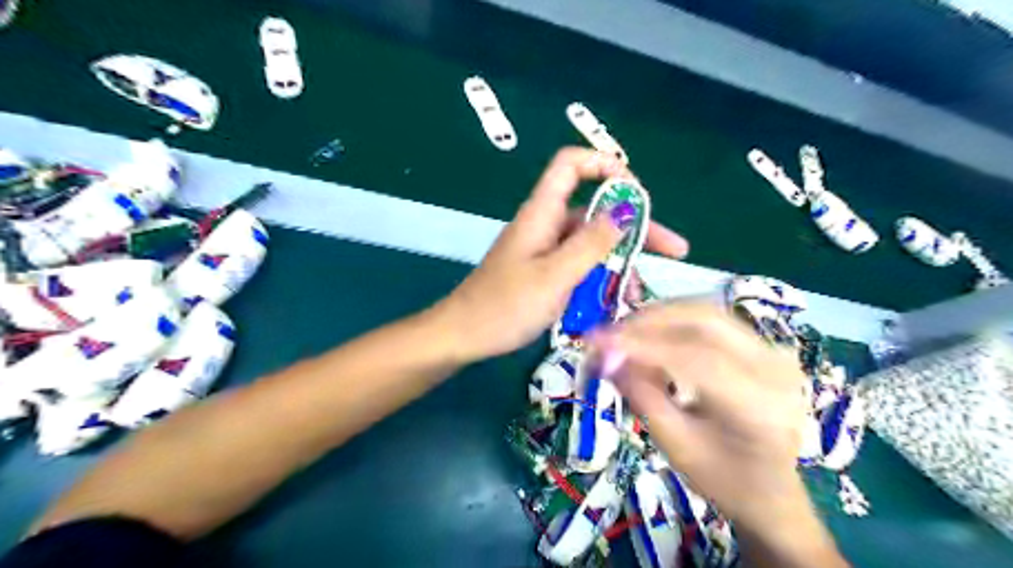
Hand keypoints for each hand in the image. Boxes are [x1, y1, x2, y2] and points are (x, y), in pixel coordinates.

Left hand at [435, 148, 688, 362]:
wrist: (464, 336)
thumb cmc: (505, 306)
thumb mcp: (554, 276)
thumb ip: (590, 244)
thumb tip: (623, 212)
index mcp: (542, 213)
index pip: (570, 165)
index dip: (604, 164)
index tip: (636, 192)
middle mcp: (545, 226)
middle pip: (594, 211)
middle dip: (635, 227)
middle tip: (673, 251)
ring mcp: (543, 251)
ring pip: (590, 244)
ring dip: (618, 261)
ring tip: (640, 291)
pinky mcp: (542, 273)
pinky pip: (578, 267)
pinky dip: (599, 278)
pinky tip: (616, 300)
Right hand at [586, 302, 847, 564]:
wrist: (770, 488)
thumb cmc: (723, 479)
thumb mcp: (675, 446)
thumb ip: (642, 396)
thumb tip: (605, 356)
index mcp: (760, 407)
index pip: (696, 359)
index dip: (642, 346)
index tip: (597, 343)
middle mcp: (774, 368)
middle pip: (704, 321)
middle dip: (648, 321)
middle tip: (608, 334)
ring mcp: (772, 350)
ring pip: (705, 312)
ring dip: (658, 316)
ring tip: (623, 333)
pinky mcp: (762, 344)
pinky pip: (710, 319)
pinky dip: (673, 320)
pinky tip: (649, 333)